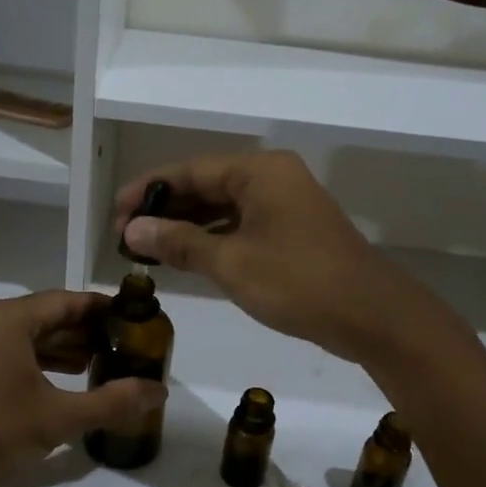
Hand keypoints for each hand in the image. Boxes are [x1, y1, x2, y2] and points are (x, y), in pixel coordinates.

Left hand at [0, 290, 165, 486]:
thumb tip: (159, 391)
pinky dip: (37, 360)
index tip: (135, 318)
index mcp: (5, 318)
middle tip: (125, 346)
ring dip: (62, 347)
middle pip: (46, 315)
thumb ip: (111, 402)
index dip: (103, 309)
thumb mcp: (57, 419)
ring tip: (102, 364)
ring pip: (27, 334)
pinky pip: (8, 349)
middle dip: (85, 331)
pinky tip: (63, 378)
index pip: (66, 301)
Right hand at [116, 151, 441, 364]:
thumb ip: (179, 242)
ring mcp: (284, 205)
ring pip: (222, 208)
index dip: (148, 190)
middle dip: (165, 210)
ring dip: (186, 227)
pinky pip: (239, 226)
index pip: (190, 170)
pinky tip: (184, 257)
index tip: (114, 212)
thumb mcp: (231, 263)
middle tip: (124, 236)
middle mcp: (271, 179)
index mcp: (259, 171)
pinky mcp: (290, 232)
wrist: (371, 316)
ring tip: (146, 248)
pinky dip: (211, 240)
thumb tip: (132, 229)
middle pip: (205, 186)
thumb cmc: (298, 282)